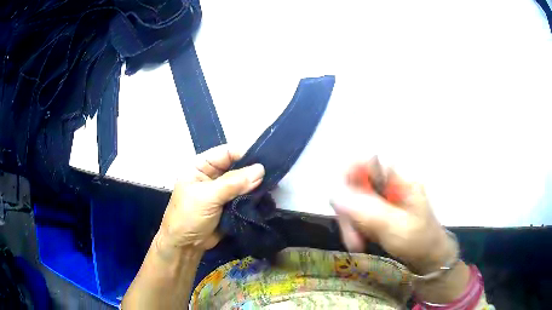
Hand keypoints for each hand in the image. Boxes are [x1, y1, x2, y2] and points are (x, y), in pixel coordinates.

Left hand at [156, 145, 264, 253]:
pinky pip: (245, 195)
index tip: (266, 159)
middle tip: (274, 173)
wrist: (185, 246)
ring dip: (256, 184)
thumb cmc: (189, 216)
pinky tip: (267, 195)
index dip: (245, 153)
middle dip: (253, 170)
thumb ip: (233, 183)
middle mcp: (213, 174)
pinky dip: (255, 195)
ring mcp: (222, 190)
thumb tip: (260, 170)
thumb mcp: (207, 197)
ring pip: (243, 181)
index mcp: (201, 165)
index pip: (226, 152)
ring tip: (274, 184)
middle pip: (237, 165)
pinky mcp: (230, 204)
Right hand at [331, 158, 454, 273]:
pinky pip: (358, 213)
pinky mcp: (379, 209)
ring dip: (350, 223)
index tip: (340, 202)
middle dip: (349, 211)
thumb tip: (334, 195)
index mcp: (400, 178)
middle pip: (356, 183)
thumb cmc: (419, 241)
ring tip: (356, 245)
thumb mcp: (395, 228)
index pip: (367, 161)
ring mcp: (384, 196)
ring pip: (353, 200)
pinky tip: (360, 242)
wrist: (429, 257)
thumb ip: (367, 211)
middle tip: (351, 238)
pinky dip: (355, 228)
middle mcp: (390, 183)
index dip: (348, 174)